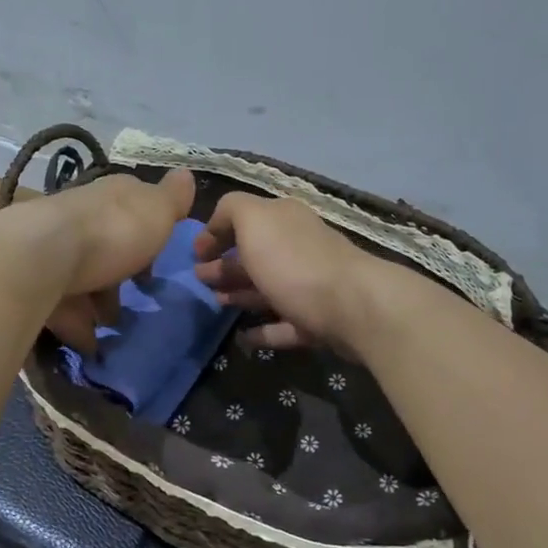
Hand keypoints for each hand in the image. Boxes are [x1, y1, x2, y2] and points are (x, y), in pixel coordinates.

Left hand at [25, 168, 196, 351]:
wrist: (42, 256)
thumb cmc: (112, 232)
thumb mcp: (156, 211)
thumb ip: (172, 198)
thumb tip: (186, 174)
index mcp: (113, 197)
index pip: (134, 207)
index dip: (149, 231)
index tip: (159, 259)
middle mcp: (81, 216)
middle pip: (106, 243)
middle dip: (120, 271)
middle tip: (136, 299)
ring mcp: (55, 248)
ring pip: (82, 275)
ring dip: (97, 301)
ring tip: (112, 327)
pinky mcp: (34, 279)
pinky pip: (61, 305)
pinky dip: (76, 324)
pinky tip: (90, 344)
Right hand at [191, 192, 381, 352]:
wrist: (353, 306)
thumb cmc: (294, 261)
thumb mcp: (254, 220)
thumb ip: (231, 210)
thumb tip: (218, 223)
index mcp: (283, 220)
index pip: (244, 219)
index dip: (216, 232)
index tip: (195, 254)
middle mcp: (298, 247)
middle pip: (255, 255)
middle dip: (225, 264)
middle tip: (199, 279)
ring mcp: (310, 285)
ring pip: (268, 288)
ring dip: (241, 294)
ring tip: (216, 303)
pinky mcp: (318, 321)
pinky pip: (284, 325)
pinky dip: (263, 330)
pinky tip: (243, 337)